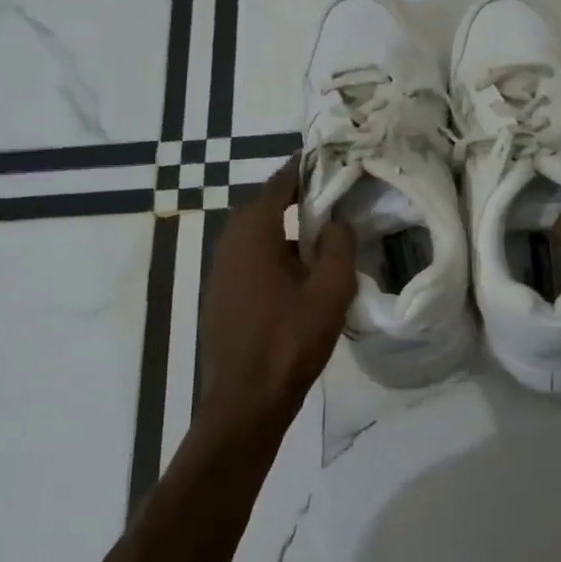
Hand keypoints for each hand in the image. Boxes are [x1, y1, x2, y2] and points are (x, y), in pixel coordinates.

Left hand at [199, 161, 356, 430]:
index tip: (335, 161)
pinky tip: (301, 273)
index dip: (308, 168)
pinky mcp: (222, 292)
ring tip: (326, 235)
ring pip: (260, 233)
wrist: (246, 400)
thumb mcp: (331, 289)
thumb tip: (337, 220)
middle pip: (268, 204)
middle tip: (338, 198)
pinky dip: (276, 252)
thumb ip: (339, 244)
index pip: (281, 180)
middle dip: (301, 197)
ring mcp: (221, 268)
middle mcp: (230, 240)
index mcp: (254, 230)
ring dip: (289, 228)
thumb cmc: (290, 339)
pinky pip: (252, 257)